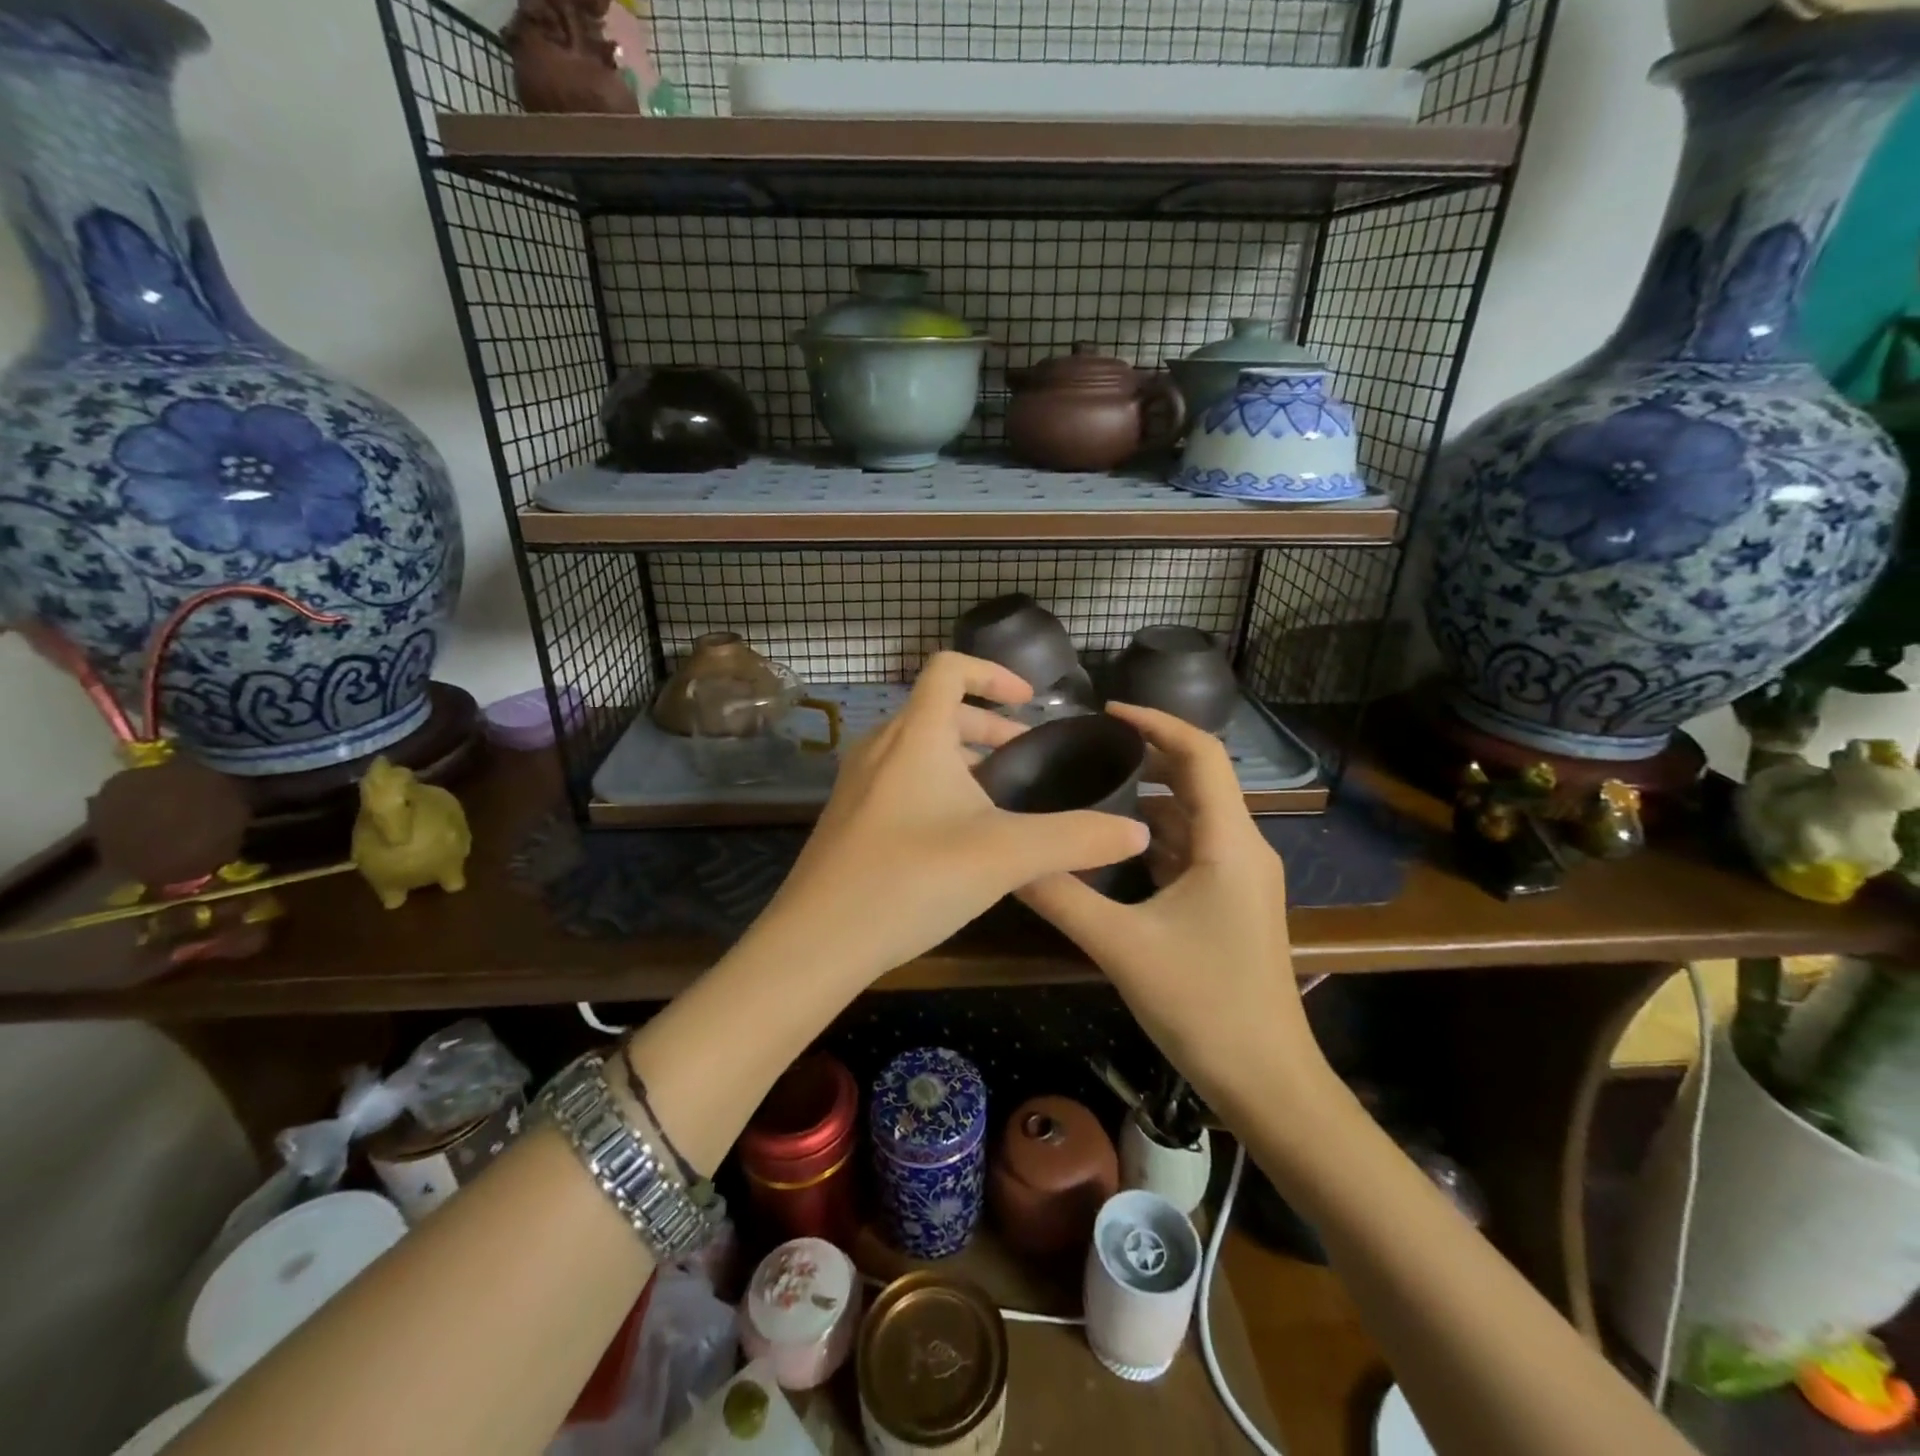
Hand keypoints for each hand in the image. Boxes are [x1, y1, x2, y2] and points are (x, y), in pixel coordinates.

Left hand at [746, 653, 1148, 984]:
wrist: (818, 941)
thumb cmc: (912, 880)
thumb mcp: (1006, 856)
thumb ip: (1076, 839)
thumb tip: (1135, 832)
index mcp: (915, 735)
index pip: (949, 668)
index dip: (993, 673)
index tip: (1029, 703)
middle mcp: (881, 747)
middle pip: (937, 710)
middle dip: (987, 725)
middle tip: (1025, 757)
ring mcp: (858, 783)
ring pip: (918, 748)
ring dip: (961, 758)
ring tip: (998, 797)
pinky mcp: (849, 818)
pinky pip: (899, 780)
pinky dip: (935, 785)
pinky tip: (956, 836)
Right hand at [1018, 703, 1326, 1107]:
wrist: (1267, 1082)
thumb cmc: (1204, 1006)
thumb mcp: (1121, 946)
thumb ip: (1062, 896)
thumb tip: (1007, 859)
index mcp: (1229, 843)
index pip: (1200, 754)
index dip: (1156, 722)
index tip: (1105, 712)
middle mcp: (1241, 848)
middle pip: (1195, 780)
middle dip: (1144, 759)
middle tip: (1084, 752)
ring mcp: (1239, 878)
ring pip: (1190, 818)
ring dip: (1145, 802)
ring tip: (1087, 793)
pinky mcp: (1229, 903)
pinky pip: (1189, 851)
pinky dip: (1151, 839)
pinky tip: (1110, 849)